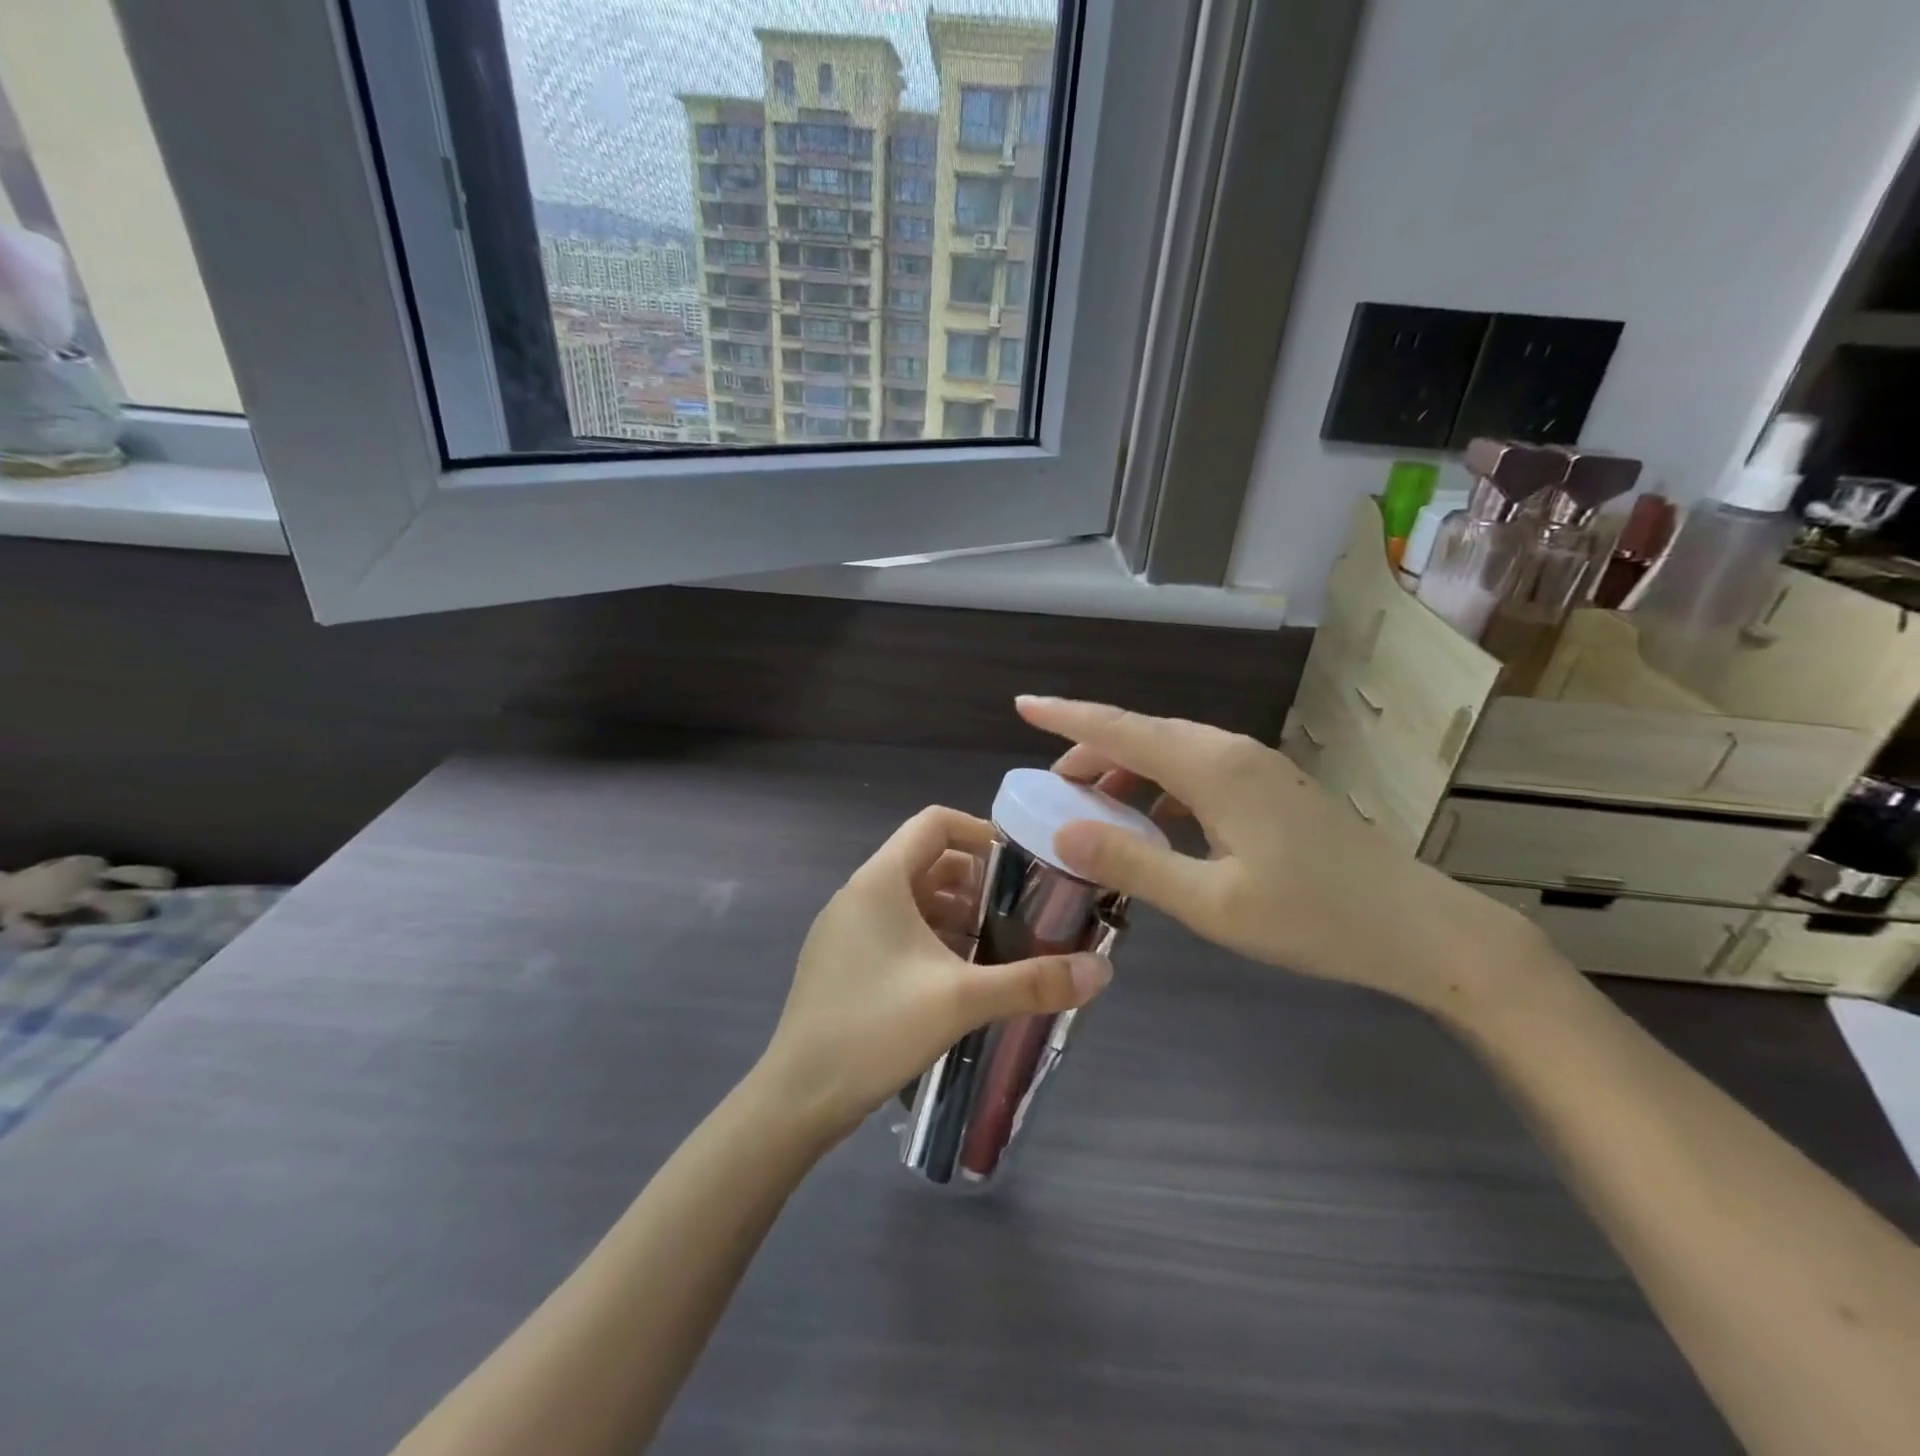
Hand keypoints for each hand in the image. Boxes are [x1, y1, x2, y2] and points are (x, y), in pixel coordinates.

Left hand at [757, 805, 1113, 1140]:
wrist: (796, 1098)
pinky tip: (958, 978)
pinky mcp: (842, 962)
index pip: (933, 824)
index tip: (1020, 863)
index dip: (979, 832)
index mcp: (879, 881)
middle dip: (976, 883)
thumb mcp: (960, 1000)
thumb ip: (1032, 982)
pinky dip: (930, 939)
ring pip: (911, 901)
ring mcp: (845, 930)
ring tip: (997, 946)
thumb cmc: (875, 1029)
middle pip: (926, 862)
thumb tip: (1103, 970)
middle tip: (1019, 912)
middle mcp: (859, 895)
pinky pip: (894, 931)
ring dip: (955, 914)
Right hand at [1015, 697, 1542, 1012]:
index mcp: (1211, 768)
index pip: (1120, 730)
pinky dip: (1159, 788)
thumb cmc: (1314, 919)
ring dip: (1124, 773)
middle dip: (1089, 754)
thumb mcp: (1212, 903)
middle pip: (1141, 735)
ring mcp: (1255, 767)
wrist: (1422, 929)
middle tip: (1050, 793)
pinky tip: (1152, 823)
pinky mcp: (1271, 787)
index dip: (1066, 716)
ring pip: (1169, 752)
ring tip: (1092, 810)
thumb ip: (1133, 864)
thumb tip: (1063, 833)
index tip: (1023, 704)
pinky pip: (1196, 771)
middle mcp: (1230, 752)